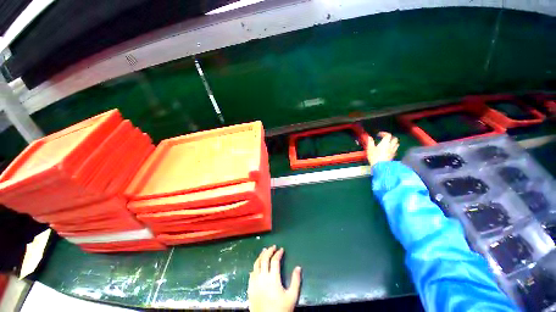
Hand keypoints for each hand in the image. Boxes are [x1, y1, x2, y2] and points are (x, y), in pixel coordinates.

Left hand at [248, 246, 301, 311]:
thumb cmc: (281, 309)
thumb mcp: (292, 297)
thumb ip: (296, 281)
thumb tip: (298, 267)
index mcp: (273, 278)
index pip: (275, 260)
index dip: (278, 253)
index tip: (281, 249)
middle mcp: (262, 277)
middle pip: (264, 259)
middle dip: (269, 250)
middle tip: (273, 246)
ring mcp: (255, 282)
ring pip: (256, 264)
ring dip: (261, 256)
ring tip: (264, 251)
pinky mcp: (250, 288)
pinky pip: (251, 273)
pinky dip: (255, 266)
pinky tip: (257, 265)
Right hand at [366, 132, 398, 166]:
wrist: (380, 166)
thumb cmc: (374, 156)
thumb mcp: (370, 149)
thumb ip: (370, 142)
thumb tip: (370, 137)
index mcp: (385, 143)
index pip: (388, 135)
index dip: (384, 133)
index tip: (379, 134)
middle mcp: (391, 146)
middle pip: (395, 139)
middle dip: (390, 137)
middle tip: (385, 138)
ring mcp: (393, 151)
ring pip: (396, 144)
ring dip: (393, 142)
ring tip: (388, 143)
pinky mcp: (393, 156)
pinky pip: (395, 150)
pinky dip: (393, 148)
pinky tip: (388, 150)